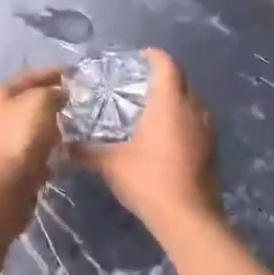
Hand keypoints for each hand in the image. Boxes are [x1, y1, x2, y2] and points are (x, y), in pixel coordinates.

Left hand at [0, 68, 66, 213]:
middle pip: (22, 103)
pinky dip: (38, 149)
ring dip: (42, 128)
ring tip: (63, 130)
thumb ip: (51, 92)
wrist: (3, 184)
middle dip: (45, 102)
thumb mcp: (40, 102)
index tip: (70, 74)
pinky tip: (52, 153)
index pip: (26, 77)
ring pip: (22, 128)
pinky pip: (23, 151)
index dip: (49, 74)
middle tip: (67, 104)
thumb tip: (57, 94)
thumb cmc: (21, 136)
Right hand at [73, 48, 221, 241]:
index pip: (166, 64)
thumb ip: (86, 151)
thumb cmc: (148, 180)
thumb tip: (62, 146)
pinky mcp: (211, 148)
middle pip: (181, 80)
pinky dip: (180, 120)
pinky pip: (196, 122)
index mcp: (170, 102)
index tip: (136, 58)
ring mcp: (207, 129)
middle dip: (162, 76)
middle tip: (136, 83)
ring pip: (191, 102)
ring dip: (173, 99)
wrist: (188, 218)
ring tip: (148, 108)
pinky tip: (162, 136)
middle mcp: (193, 108)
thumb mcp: (110, 164)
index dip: (152, 56)